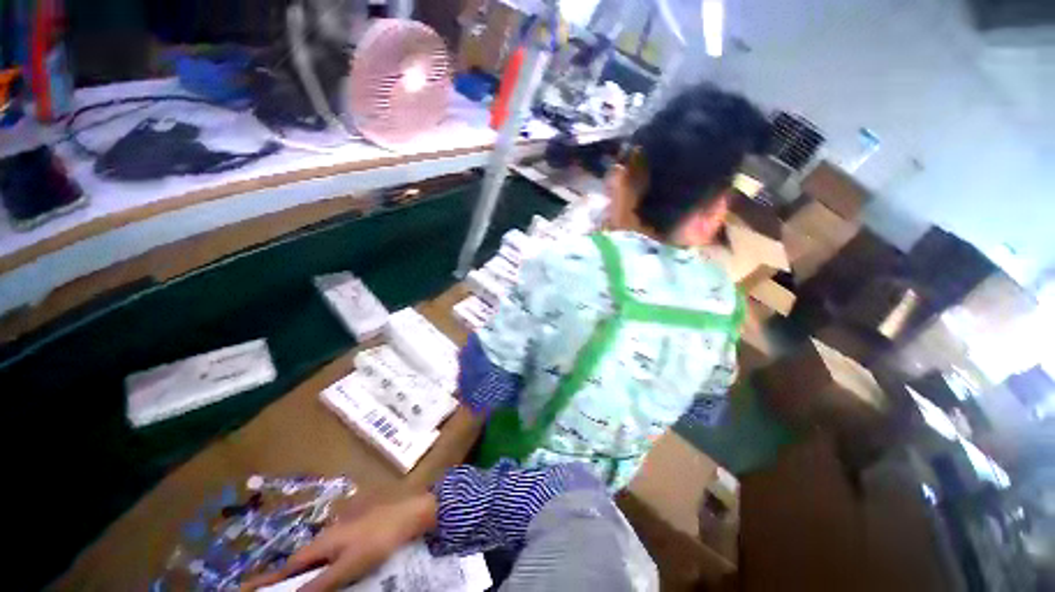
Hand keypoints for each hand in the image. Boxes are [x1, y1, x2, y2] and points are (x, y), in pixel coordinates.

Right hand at [242, 494, 437, 591]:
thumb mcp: (348, 566)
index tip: (243, 589)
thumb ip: (320, 583)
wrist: (410, 513)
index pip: (287, 567)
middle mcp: (328, 534)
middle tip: (269, 590)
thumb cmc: (379, 538)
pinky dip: (325, 567)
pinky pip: (334, 553)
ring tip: (295, 587)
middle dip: (284, 579)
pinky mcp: (358, 532)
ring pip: (317, 557)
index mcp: (322, 542)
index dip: (267, 581)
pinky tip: (328, 574)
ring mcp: (344, 531)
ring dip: (305, 573)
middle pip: (301, 562)